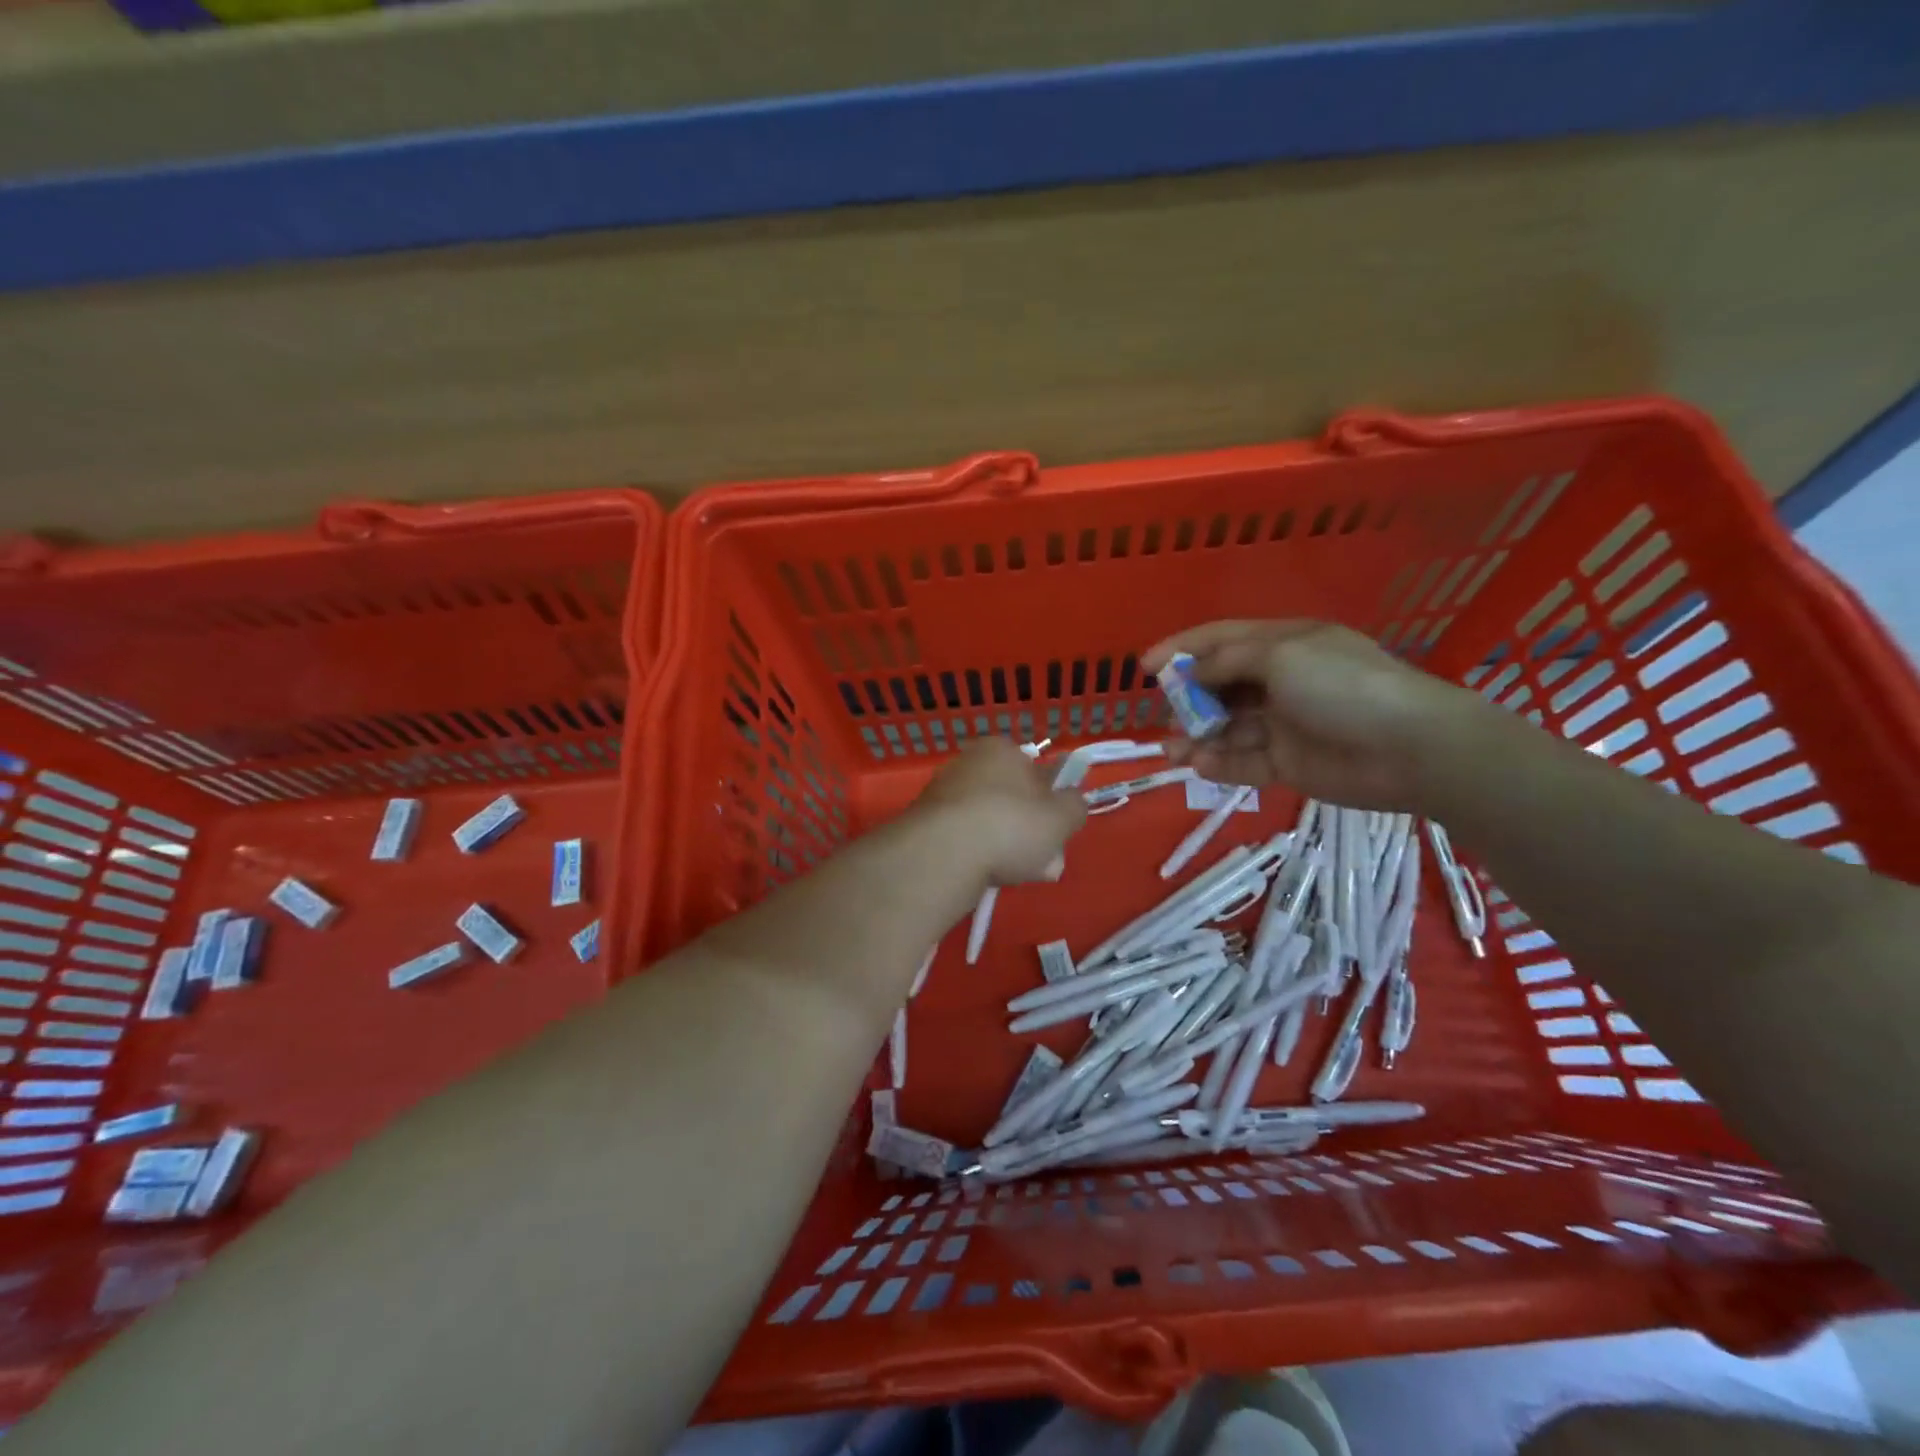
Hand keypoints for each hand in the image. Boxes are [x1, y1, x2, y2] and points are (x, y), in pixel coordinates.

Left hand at [915, 738, 1087, 884]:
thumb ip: (1075, 806)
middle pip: (1010, 800)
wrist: (944, 854)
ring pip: (988, 823)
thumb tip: (1071, 802)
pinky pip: (963, 840)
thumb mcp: (1062, 817)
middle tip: (1042, 860)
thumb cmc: (1011, 825)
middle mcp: (967, 763)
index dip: (1049, 801)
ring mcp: (942, 794)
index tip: (1055, 829)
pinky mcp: (925, 825)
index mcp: (1001, 749)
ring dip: (1004, 848)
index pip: (1033, 770)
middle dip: (1028, 831)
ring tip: (1015, 874)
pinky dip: (977, 856)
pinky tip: (986, 878)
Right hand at [1141, 620, 1481, 809]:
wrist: (1410, 749)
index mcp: (1283, 644)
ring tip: (1173, 747)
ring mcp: (1283, 724)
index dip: (1180, 649)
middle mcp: (1279, 680)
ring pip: (1226, 727)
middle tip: (1166, 712)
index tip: (1143, 666)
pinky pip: (1243, 761)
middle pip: (1219, 685)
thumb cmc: (1343, 686)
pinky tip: (1198, 764)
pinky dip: (1219, 763)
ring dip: (1196, 735)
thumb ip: (1228, 661)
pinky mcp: (1287, 763)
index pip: (1220, 639)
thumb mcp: (1282, 656)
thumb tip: (1191, 671)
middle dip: (1188, 697)